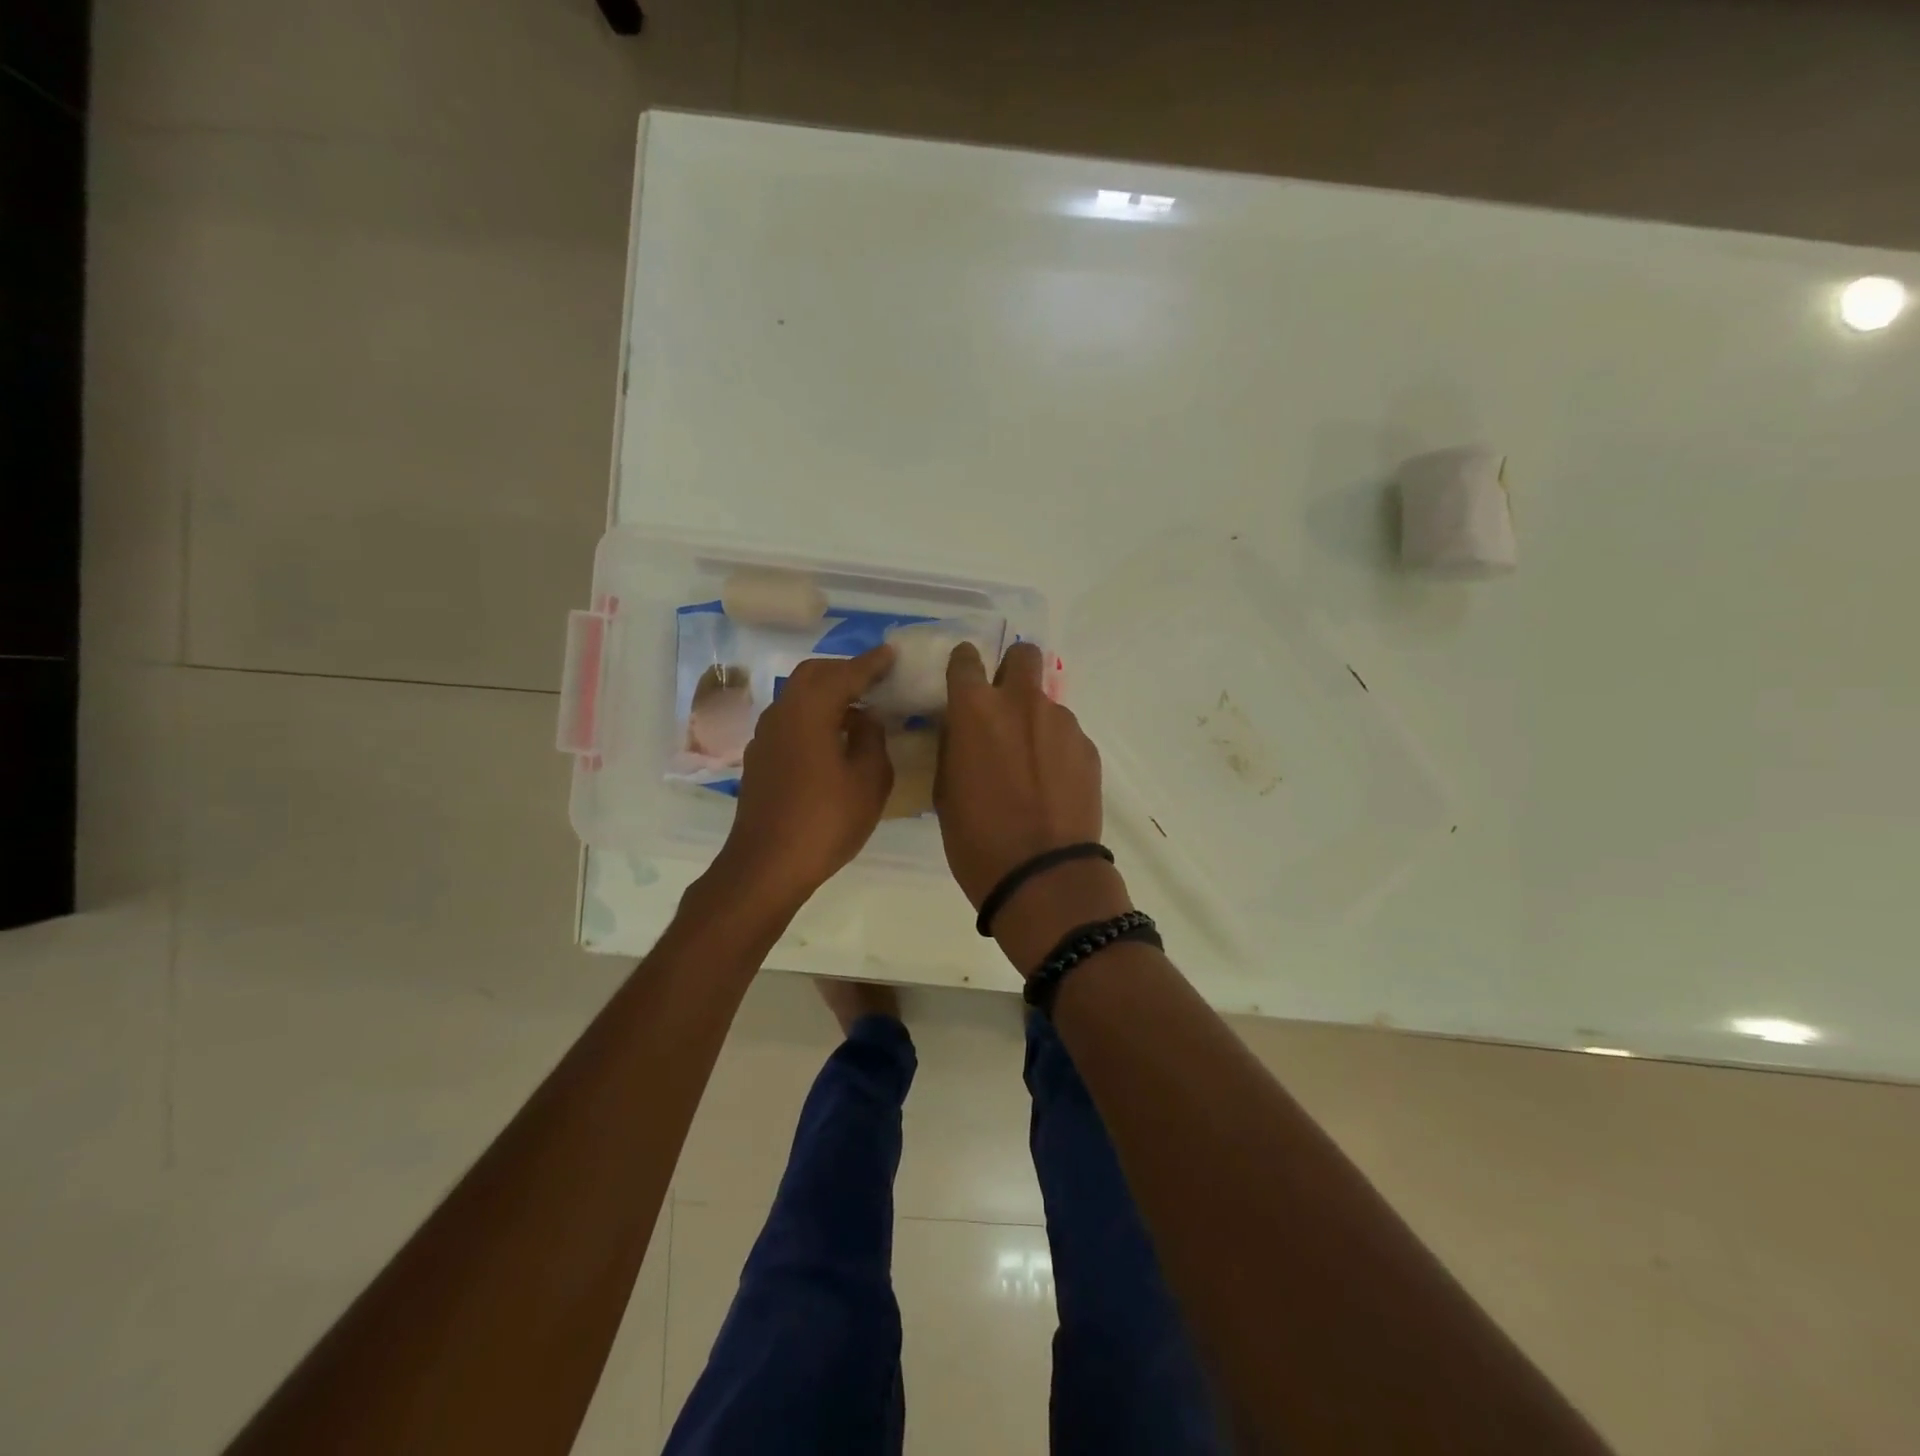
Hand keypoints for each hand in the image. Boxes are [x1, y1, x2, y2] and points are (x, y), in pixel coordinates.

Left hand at [716, 646, 895, 907]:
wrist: (767, 866)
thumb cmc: (826, 821)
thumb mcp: (869, 781)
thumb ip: (872, 739)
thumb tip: (865, 718)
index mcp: (810, 711)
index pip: (845, 674)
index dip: (871, 663)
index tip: (891, 654)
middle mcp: (782, 713)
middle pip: (812, 674)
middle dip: (844, 670)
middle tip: (874, 678)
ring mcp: (765, 736)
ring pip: (797, 696)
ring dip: (826, 693)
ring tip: (856, 708)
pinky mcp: (760, 759)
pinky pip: (789, 720)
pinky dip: (812, 715)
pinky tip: (830, 738)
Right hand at [936, 642, 1131, 971]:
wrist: (1042, 875)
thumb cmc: (976, 838)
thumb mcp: (945, 789)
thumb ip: (955, 745)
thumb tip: (963, 729)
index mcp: (975, 710)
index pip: (966, 659)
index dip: (963, 665)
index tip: (963, 679)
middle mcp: (1021, 703)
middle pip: (1023, 655)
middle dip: (1012, 669)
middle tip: (1004, 705)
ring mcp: (1061, 723)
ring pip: (1046, 703)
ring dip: (1035, 721)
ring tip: (1031, 767)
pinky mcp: (1087, 748)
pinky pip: (1066, 736)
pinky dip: (1057, 750)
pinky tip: (1052, 785)